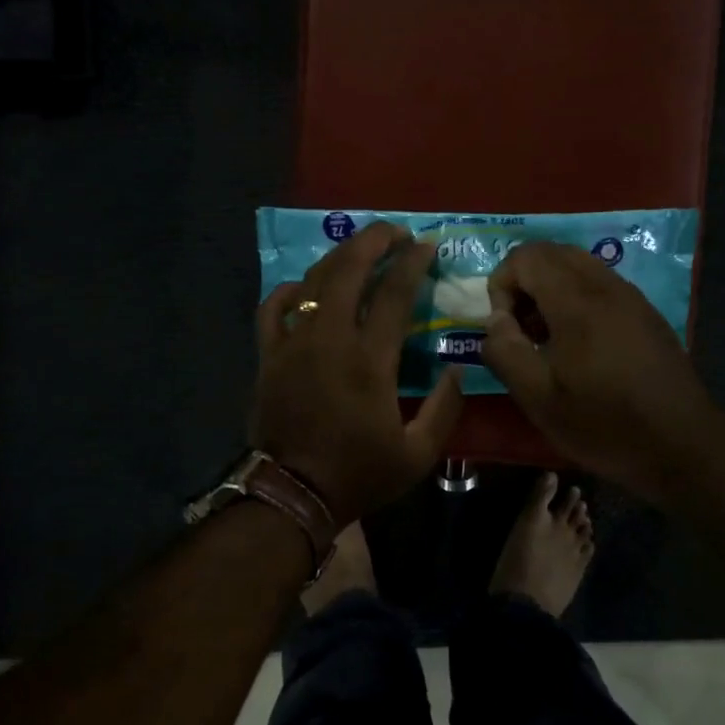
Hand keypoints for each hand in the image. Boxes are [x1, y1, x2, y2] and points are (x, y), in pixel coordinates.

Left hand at [250, 222, 464, 525]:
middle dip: (374, 241)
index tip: (427, 245)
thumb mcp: (418, 454)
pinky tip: (303, 286)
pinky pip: (272, 309)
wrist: (294, 492)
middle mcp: (330, 339)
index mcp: (370, 360)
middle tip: (394, 232)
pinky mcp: (268, 356)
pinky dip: (288, 291)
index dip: (413, 263)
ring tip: (359, 250)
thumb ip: (445, 409)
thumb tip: (456, 370)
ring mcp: (293, 343)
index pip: (395, 294)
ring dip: (339, 258)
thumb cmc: (358, 474)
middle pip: (350, 270)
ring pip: (314, 281)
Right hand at [482, 240, 716, 504]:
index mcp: (577, 302)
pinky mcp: (646, 314)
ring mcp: (632, 297)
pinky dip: (576, 299)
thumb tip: (494, 323)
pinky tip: (580, 348)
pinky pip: (601, 285)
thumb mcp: (539, 399)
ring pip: (579, 266)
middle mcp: (606, 286)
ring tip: (546, 340)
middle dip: (524, 283)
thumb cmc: (604, 425)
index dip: (501, 285)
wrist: (682, 446)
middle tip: (520, 330)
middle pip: (553, 253)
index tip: (504, 330)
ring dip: (550, 290)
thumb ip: (505, 352)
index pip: (527, 257)